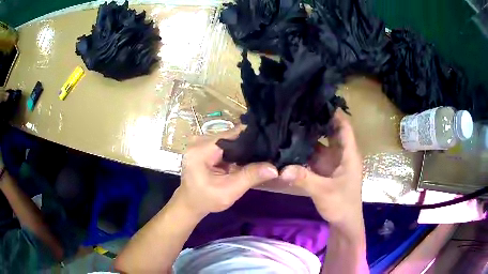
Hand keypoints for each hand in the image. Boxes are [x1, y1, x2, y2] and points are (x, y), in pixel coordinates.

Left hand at [173, 127, 278, 217]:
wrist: (190, 204)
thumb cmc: (206, 200)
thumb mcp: (229, 191)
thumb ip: (250, 177)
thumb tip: (274, 168)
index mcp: (201, 149)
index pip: (232, 135)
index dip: (252, 138)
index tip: (269, 142)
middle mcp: (200, 140)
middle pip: (231, 135)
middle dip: (249, 143)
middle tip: (268, 149)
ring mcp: (201, 142)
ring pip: (230, 139)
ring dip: (244, 146)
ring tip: (261, 152)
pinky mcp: (205, 147)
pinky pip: (226, 144)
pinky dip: (236, 150)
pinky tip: (247, 156)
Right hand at [280, 111, 362, 230]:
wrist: (344, 222)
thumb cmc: (342, 204)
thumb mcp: (324, 192)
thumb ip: (304, 179)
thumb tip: (282, 169)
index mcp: (348, 154)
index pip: (344, 126)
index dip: (334, 112)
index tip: (318, 100)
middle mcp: (341, 154)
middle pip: (331, 131)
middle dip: (318, 120)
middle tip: (299, 108)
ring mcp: (332, 162)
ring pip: (321, 143)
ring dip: (309, 135)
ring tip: (292, 122)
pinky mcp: (324, 170)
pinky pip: (314, 156)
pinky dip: (304, 150)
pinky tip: (291, 144)